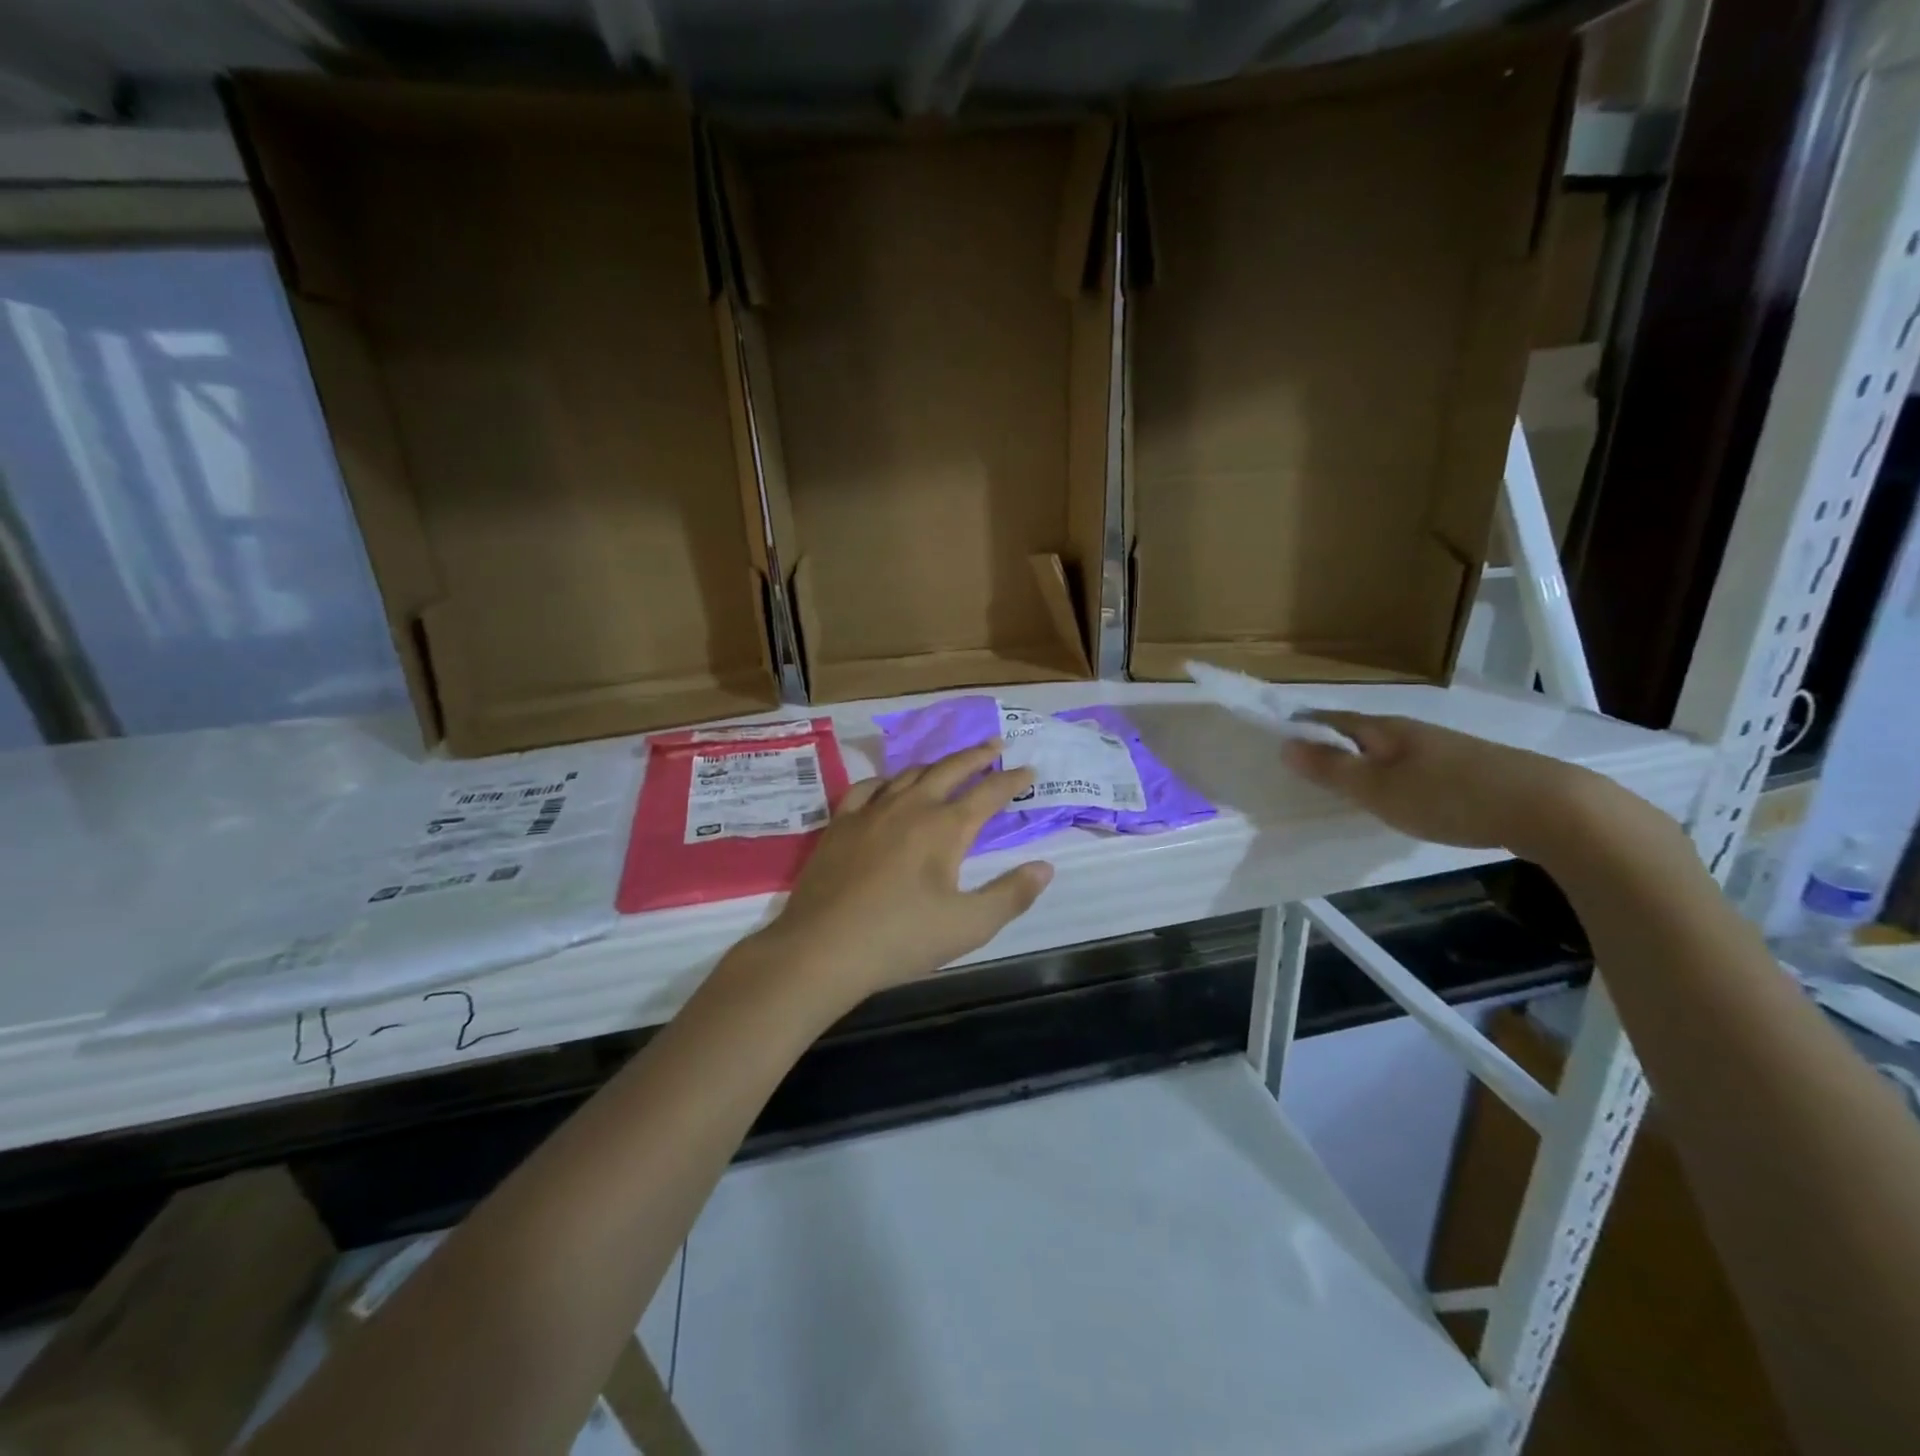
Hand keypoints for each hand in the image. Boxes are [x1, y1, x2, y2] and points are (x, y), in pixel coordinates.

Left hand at [761, 742, 1053, 1000]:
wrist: (822, 948)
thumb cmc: (900, 939)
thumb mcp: (968, 925)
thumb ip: (1011, 894)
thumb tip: (1045, 867)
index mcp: (945, 828)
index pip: (988, 793)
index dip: (1012, 780)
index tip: (1028, 769)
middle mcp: (910, 807)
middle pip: (949, 769)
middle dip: (977, 756)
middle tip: (995, 745)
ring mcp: (871, 811)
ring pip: (909, 774)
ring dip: (936, 765)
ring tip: (950, 764)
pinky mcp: (840, 824)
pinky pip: (867, 788)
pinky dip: (887, 781)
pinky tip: (888, 786)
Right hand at [1280, 711, 1617, 860]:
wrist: (1547, 807)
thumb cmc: (1448, 797)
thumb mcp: (1378, 789)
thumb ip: (1332, 769)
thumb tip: (1285, 745)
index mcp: (1386, 730)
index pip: (1335, 719)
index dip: (1307, 724)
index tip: (1281, 734)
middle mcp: (1414, 732)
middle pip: (1364, 732)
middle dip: (1335, 743)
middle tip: (1306, 761)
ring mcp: (1446, 750)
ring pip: (1393, 750)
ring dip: (1367, 760)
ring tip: (1348, 781)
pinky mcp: (1472, 770)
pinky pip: (1418, 767)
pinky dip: (1397, 776)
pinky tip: (1402, 795)